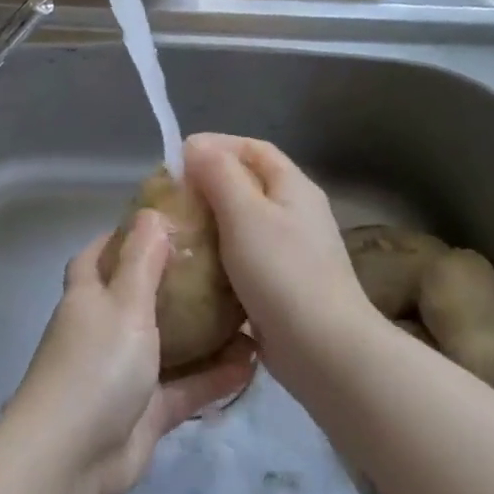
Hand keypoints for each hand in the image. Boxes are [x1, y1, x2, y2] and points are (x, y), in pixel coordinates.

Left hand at [6, 210, 255, 493]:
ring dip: (203, 331)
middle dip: (174, 281)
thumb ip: (142, 260)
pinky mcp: (146, 412)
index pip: (99, 255)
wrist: (73, 458)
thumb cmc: (96, 366)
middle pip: (139, 297)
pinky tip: (253, 362)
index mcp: (88, 297)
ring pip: (169, 344)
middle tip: (221, 263)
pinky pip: (186, 387)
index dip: (124, 236)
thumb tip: (151, 213)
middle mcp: (103, 331)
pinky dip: (214, 376)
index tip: (164, 221)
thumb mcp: (124, 303)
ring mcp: (124, 373)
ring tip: (248, 311)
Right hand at [185, 134, 382, 377]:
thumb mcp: (245, 214)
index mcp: (294, 188)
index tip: (177, 156)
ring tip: (175, 229)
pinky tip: (193, 268)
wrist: (323, 348)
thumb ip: (219, 174)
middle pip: (249, 185)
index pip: (254, 149)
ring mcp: (291, 252)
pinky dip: (219, 256)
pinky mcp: (281, 285)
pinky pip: (244, 259)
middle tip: (170, 196)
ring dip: (211, 222)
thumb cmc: (282, 272)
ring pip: (244, 224)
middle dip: (209, 184)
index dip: (217, 145)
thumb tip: (195, 145)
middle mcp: (297, 214)